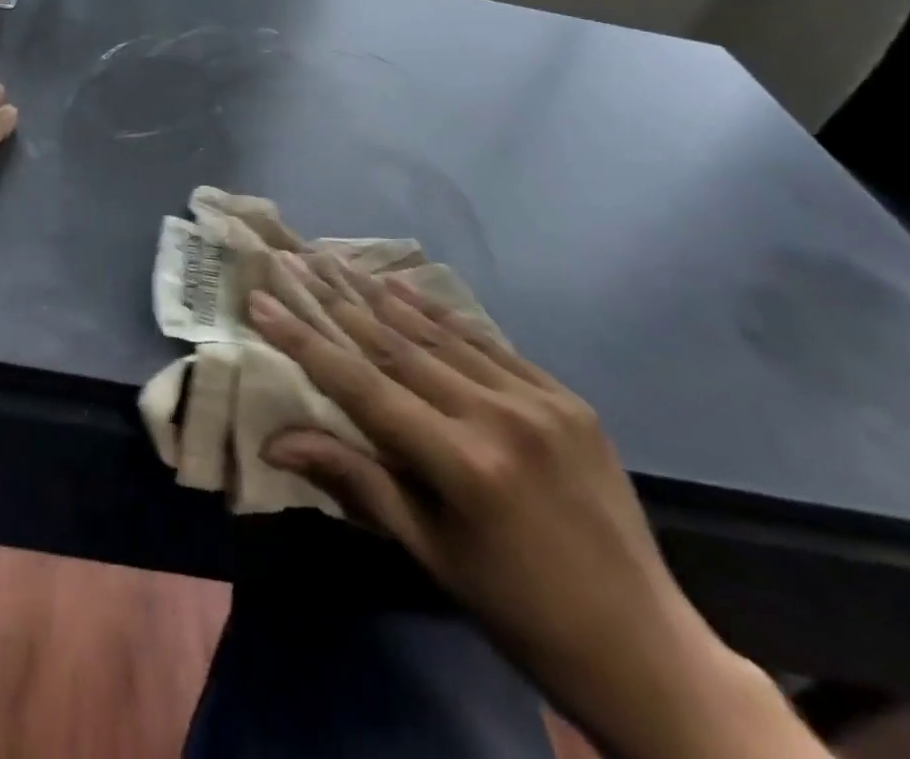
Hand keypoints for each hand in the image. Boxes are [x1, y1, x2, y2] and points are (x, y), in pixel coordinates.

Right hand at [250, 267, 822, 758]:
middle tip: (294, 259)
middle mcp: (498, 416)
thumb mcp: (431, 554)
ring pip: (438, 334)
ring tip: (336, 259)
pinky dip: (439, 315)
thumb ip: (356, 481)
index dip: (304, 340)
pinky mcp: (565, 396)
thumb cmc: (520, 613)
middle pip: (395, 344)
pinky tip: (404, 287)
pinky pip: (486, 343)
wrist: (647, 649)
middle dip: (335, 300)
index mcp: (463, 465)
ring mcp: (538, 399)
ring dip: (380, 295)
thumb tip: (276, 441)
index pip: (361, 385)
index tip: (261, 299)